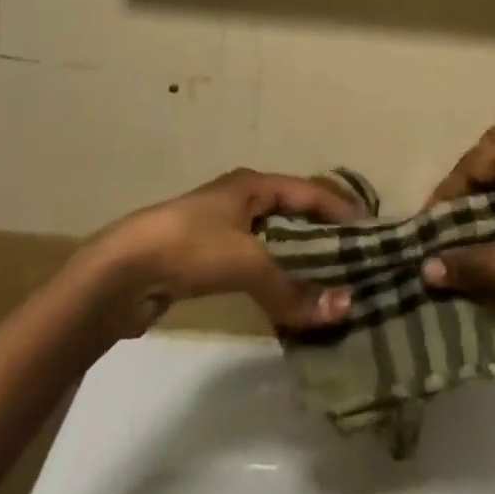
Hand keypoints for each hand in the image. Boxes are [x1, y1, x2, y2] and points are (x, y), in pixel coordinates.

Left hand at [87, 169, 356, 336]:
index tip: (373, 232)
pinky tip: (291, 302)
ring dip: (301, 263)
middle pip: (295, 216)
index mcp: (254, 185)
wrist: (121, 272)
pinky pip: (257, 266)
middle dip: (325, 238)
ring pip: (276, 244)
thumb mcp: (247, 261)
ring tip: (332, 286)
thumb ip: (293, 287)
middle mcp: (243, 201)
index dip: (342, 209)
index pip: (311, 192)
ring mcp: (225, 231)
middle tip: (358, 263)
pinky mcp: (209, 261)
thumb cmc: (189, 247)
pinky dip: (277, 281)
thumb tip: (345, 309)